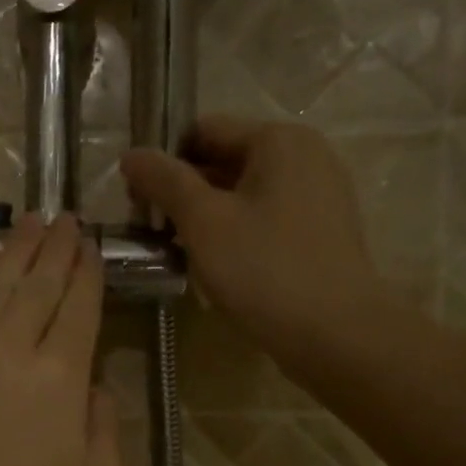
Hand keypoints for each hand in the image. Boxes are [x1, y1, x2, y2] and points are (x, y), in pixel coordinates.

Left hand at [0, 213, 121, 465]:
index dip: (87, 271)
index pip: (78, 305)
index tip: (90, 246)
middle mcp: (10, 346)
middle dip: (54, 247)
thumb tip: (92, 383)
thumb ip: (105, 421)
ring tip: (29, 223)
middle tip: (64, 218)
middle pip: (37, 283)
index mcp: (59, 375)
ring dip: (15, 250)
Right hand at [121, 117, 395, 366]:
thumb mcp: (203, 222)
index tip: (138, 203)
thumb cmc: (263, 269)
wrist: (335, 334)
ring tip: (181, 254)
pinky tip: (220, 268)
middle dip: (185, 193)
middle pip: (226, 161)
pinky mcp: (322, 231)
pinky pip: (267, 219)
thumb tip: (131, 154)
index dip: (164, 162)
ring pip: (245, 194)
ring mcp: (319, 194)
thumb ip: (164, 182)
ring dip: (208, 218)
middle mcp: (306, 155)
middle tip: (153, 232)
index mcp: (279, 140)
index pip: (203, 131)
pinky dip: (237, 234)